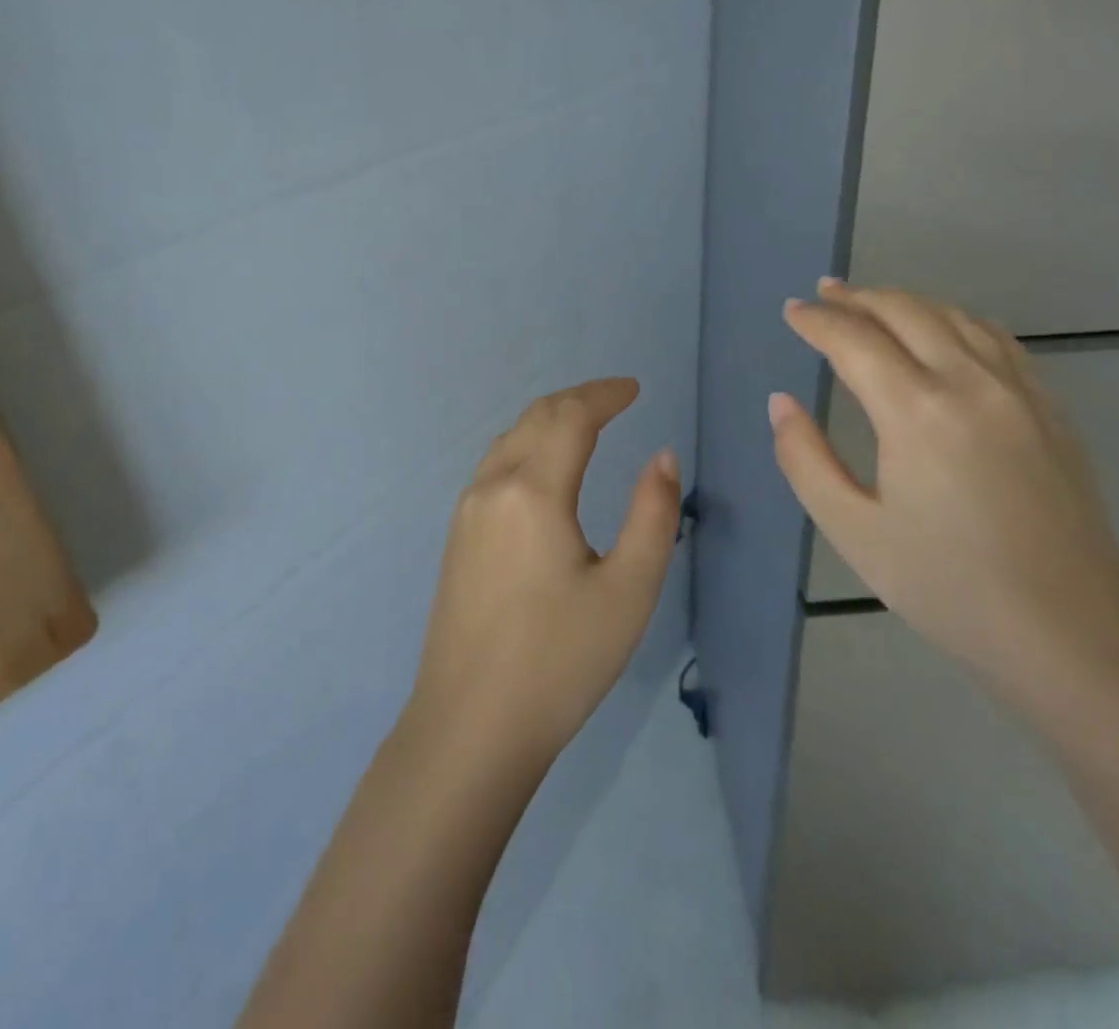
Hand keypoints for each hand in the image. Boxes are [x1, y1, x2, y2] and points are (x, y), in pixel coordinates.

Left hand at [409, 378, 681, 766]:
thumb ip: (652, 514)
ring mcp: (466, 511)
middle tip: (616, 399)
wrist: (470, 728)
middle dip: (578, 399)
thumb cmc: (560, 661)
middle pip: (536, 418)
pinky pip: (495, 466)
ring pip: (510, 439)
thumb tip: (662, 456)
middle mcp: (492, 487)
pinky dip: (527, 445)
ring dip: (549, 420)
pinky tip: (544, 468)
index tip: (635, 390)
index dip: (605, 395)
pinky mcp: (457, 537)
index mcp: (534, 491)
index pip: (571, 417)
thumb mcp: (628, 590)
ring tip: (585, 424)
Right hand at [769, 280, 1118, 691]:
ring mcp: (1019, 391)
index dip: (817, 321)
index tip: (791, 312)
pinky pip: (996, 339)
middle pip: (906, 312)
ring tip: (873, 305)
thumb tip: (781, 402)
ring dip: (906, 302)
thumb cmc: (947, 587)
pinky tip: (944, 332)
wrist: (1070, 634)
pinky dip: (956, 320)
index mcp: (916, 411)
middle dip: (858, 297)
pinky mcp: (1050, 409)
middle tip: (823, 294)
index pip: (854, 340)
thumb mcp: (853, 530)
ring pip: (954, 317)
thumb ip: (804, 459)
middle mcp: (970, 383)